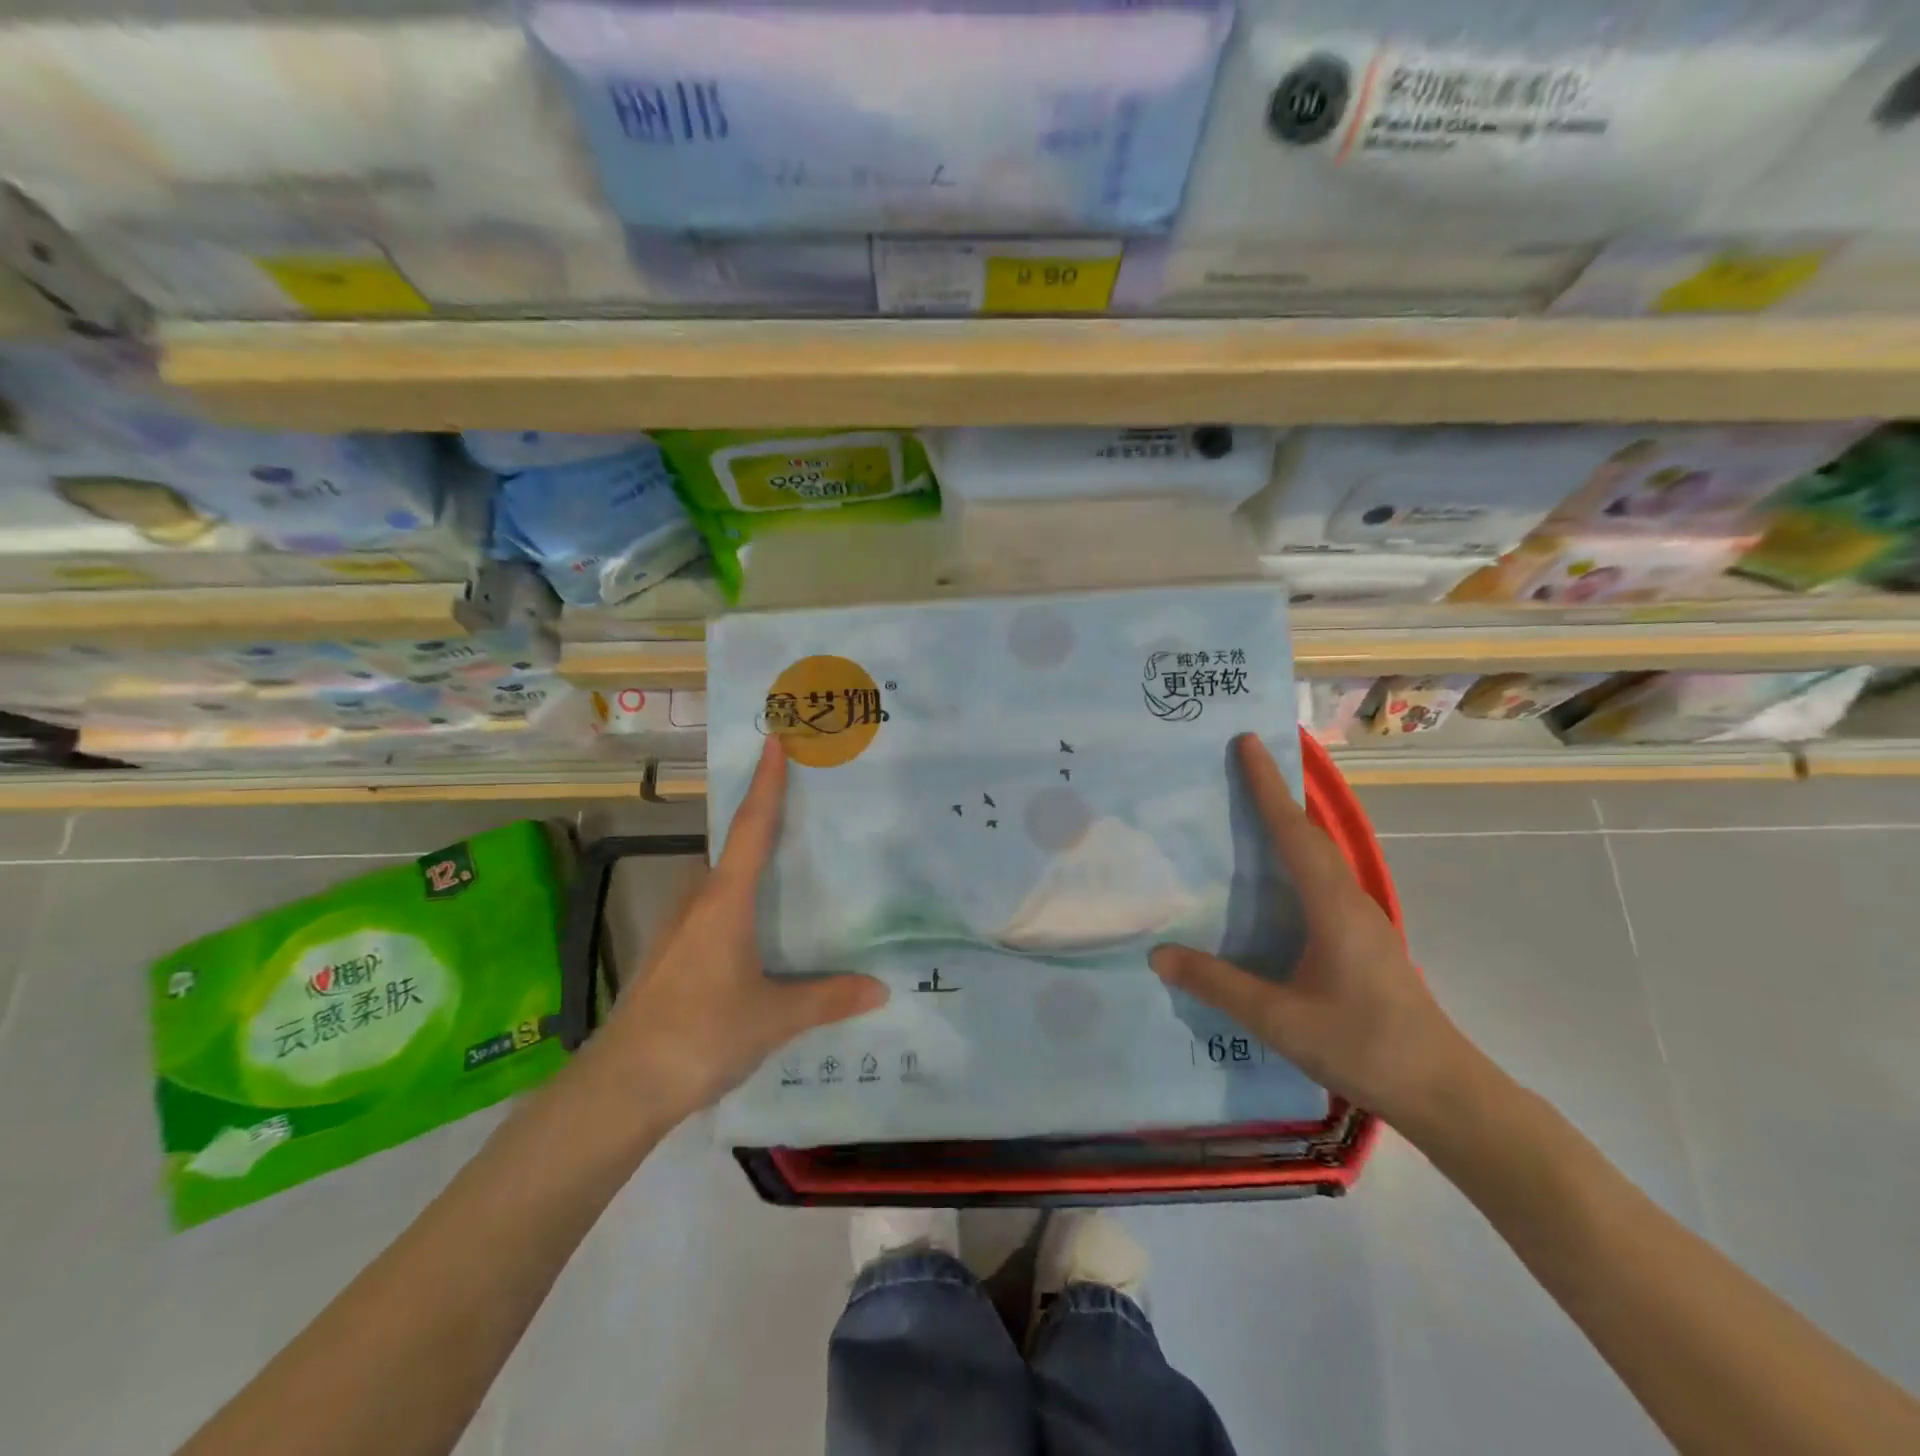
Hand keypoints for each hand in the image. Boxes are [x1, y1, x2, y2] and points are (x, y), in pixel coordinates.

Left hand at [586, 736, 887, 1125]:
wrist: (621, 1087)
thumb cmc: (701, 1034)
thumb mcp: (774, 1017)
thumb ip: (828, 998)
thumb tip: (880, 988)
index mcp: (725, 900)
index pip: (752, 827)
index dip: (767, 783)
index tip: (775, 741)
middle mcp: (699, 902)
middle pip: (736, 849)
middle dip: (767, 823)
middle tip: (810, 808)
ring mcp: (679, 930)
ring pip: (724, 884)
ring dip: (754, 870)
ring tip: (797, 871)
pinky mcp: (671, 957)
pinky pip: (715, 914)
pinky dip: (742, 906)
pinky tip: (764, 934)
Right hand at [1149, 734, 1475, 1125]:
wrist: (1443, 1092)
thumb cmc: (1363, 1046)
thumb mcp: (1279, 1019)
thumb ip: (1218, 984)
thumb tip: (1158, 953)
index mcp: (1332, 906)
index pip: (1293, 832)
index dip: (1267, 786)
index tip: (1247, 743)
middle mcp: (1350, 901)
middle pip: (1309, 834)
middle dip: (1275, 795)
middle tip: (1241, 764)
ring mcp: (1362, 920)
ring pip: (1319, 856)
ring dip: (1288, 825)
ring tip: (1251, 810)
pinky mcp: (1363, 939)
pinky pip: (1323, 880)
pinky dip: (1296, 858)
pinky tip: (1277, 880)